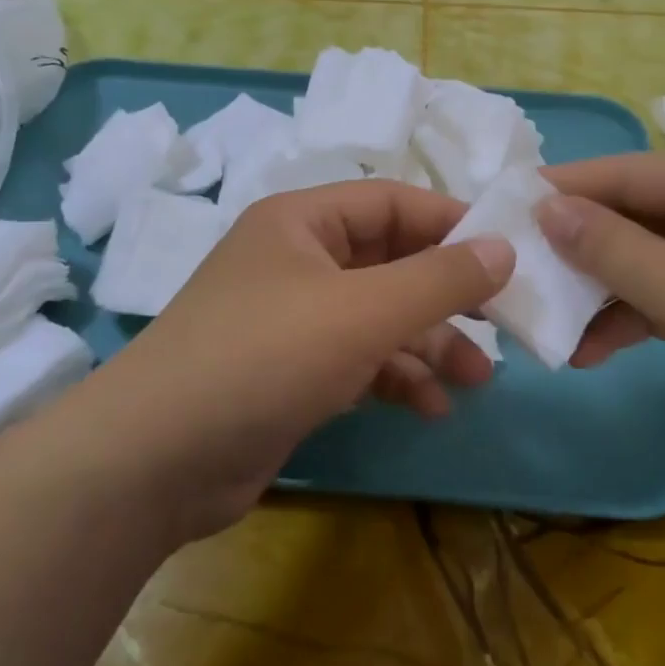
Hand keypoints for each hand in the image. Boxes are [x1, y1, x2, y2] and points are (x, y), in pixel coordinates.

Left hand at [73, 181, 513, 537]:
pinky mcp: (291, 373)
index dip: (453, 223)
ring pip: (380, 317)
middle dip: (447, 295)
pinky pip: (359, 361)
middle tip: (504, 322)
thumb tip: (505, 248)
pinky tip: (432, 407)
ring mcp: (293, 320)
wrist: (155, 462)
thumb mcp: (363, 312)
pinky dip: (396, 379)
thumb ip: (439, 279)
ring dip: (429, 344)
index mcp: (303, 222)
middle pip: (391, 263)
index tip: (509, 254)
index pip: (394, 203)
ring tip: (479, 378)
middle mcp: (298, 261)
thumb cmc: (264, 358)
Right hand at [537, 150, 664, 494]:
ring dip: (599, 295)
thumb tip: (544, 207)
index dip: (562, 192)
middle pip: (633, 219)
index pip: (626, 174)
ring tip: (546, 325)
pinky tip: (591, 351)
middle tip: (516, 274)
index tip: (502, 210)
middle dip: (576, 251)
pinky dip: (631, 320)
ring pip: (645, 263)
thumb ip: (610, 247)